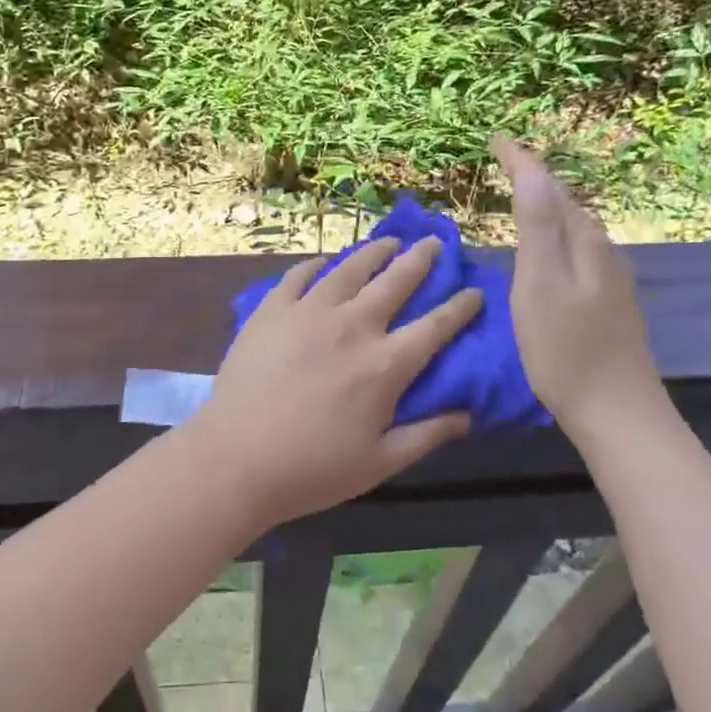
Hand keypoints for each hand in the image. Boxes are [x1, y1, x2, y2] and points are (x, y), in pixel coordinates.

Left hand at [187, 236, 482, 530]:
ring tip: (389, 241)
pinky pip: (299, 275)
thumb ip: (427, 435)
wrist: (236, 459)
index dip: (460, 306)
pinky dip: (317, 265)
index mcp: (386, 364)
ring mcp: (309, 311)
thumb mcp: (381, 463)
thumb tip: (467, 415)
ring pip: (350, 268)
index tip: (474, 291)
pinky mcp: (272, 309)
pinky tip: (325, 262)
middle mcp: (353, 326)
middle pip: (396, 281)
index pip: (436, 326)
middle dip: (421, 259)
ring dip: (375, 252)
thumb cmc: (312, 469)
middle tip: (434, 242)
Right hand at [492, 135, 665, 430]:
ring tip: (521, 203)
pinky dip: (556, 240)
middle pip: (567, 204)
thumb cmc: (567, 351)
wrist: (618, 413)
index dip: (523, 161)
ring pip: (576, 230)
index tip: (496, 139)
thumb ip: (539, 227)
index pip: (550, 188)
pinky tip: (546, 258)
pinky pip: (578, 254)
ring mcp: (610, 281)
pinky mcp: (608, 305)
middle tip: (505, 166)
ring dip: (548, 209)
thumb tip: (534, 170)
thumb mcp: (541, 285)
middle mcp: (602, 253)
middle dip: (537, 180)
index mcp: (583, 244)